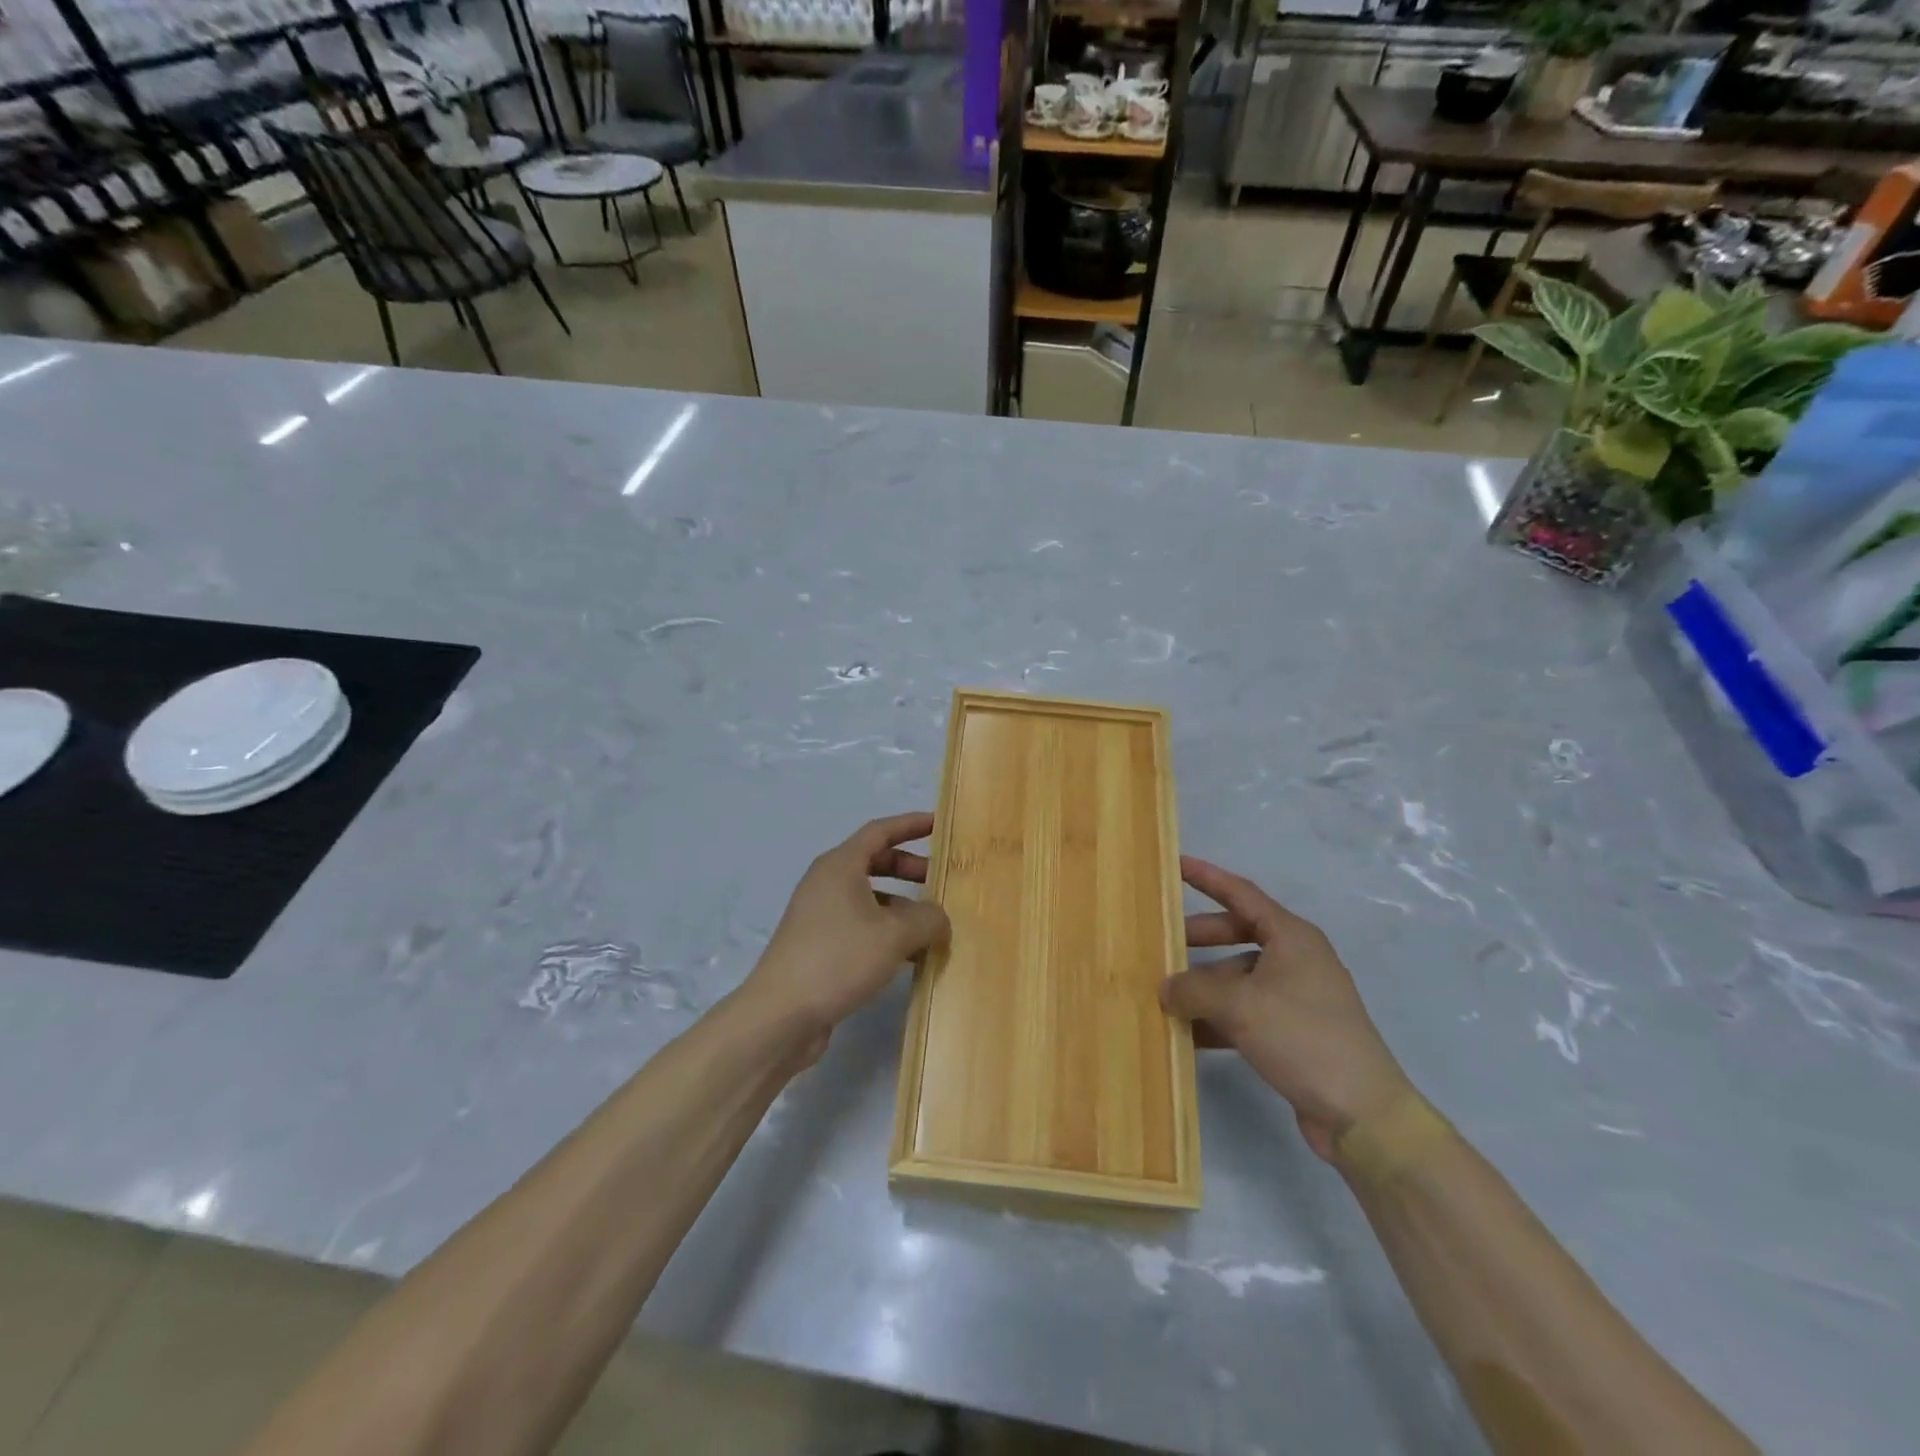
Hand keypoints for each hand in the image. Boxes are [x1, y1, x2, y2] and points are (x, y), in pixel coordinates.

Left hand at [741, 814, 949, 1056]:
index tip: (939, 825)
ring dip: (901, 905)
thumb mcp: (895, 935)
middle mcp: (826, 882)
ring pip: (868, 897)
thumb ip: (928, 919)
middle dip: (909, 868)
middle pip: (874, 862)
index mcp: (840, 865)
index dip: (911, 825)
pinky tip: (909, 956)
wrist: (780, 1015)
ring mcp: (819, 915)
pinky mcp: (818, 945)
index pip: (880, 831)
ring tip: (931, 926)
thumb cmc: (838, 959)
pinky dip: (885, 930)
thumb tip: (939, 918)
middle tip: (939, 880)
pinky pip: (860, 925)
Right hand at [1164, 856, 1413, 1162]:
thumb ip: (1194, 989)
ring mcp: (1295, 996)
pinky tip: (1187, 1034)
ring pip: (1237, 977)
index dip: (1207, 878)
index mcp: (1291, 937)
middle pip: (1236, 934)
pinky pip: (1245, 1012)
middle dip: (1198, 938)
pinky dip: (1217, 1018)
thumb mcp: (1240, 1005)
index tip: (1175, 865)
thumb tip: (1166, 989)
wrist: (1361, 1113)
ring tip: (1164, 995)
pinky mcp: (1292, 1032)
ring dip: (1203, 985)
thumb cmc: (1303, 1037)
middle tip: (1161, 943)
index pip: (1241, 894)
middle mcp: (1295, 959)